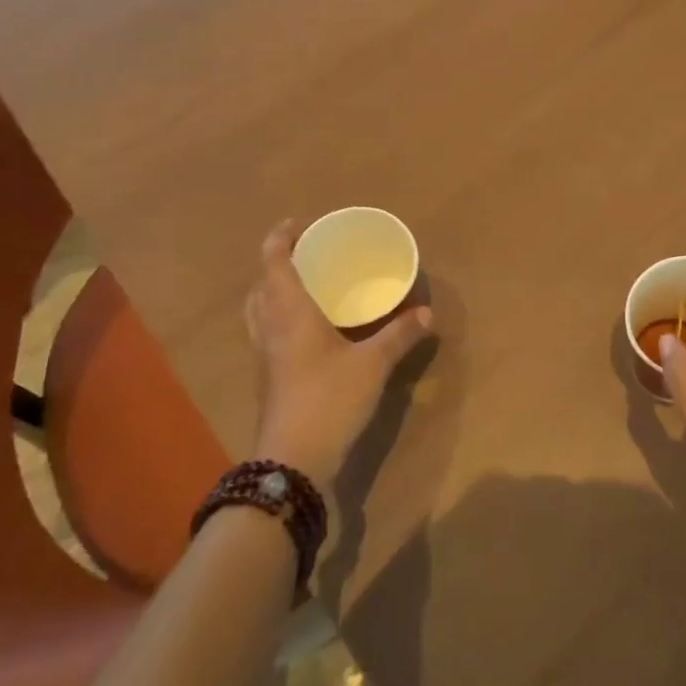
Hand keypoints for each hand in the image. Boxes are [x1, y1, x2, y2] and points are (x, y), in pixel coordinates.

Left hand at [243, 220, 432, 490]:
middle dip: (277, 264)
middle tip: (304, 254)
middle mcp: (271, 329)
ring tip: (302, 285)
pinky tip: (306, 329)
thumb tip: (426, 313)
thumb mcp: (373, 364)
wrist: (292, 462)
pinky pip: (267, 333)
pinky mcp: (270, 379)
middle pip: (261, 286)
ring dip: (272, 291)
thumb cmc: (329, 399)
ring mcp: (265, 357)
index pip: (275, 265)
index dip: (280, 239)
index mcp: (290, 314)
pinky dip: (279, 318)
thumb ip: (399, 335)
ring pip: (259, 311)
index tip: (296, 223)